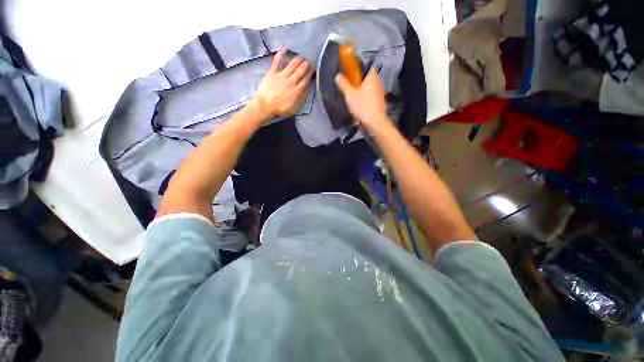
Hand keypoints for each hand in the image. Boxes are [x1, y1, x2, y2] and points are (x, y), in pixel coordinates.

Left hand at [250, 48, 313, 121]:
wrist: (265, 106)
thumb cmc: (280, 109)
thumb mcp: (294, 108)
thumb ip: (300, 98)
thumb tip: (305, 90)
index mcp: (297, 91)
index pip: (306, 79)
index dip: (310, 73)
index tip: (313, 70)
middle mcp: (291, 81)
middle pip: (301, 70)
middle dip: (306, 65)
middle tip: (308, 62)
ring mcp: (281, 75)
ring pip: (292, 64)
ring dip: (298, 60)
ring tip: (301, 58)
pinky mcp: (272, 72)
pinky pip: (277, 61)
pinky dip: (281, 54)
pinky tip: (285, 48)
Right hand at [335, 69, 392, 132]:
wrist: (375, 122)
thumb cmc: (362, 106)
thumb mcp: (350, 95)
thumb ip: (344, 85)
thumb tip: (337, 76)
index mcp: (372, 76)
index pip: (367, 65)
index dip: (359, 67)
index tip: (351, 73)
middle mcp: (378, 82)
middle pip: (368, 77)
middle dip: (360, 80)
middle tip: (350, 86)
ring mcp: (381, 92)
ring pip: (370, 87)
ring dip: (363, 90)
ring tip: (354, 96)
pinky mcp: (381, 102)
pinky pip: (372, 95)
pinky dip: (366, 97)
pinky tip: (361, 104)